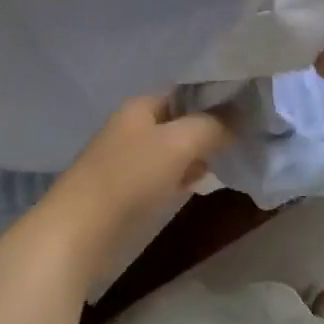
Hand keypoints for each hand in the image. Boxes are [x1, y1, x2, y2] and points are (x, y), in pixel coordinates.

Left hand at [36, 95, 233, 284]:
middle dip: (207, 130)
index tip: (244, 113)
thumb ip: (210, 126)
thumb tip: (235, 121)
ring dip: (195, 155)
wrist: (79, 230)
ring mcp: (126, 159)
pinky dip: (180, 177)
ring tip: (226, 162)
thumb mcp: (178, 143)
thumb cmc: (129, 177)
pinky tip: (196, 185)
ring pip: (171, 150)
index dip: (212, 100)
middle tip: (241, 141)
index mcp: (139, 107)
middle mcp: (131, 127)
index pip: (183, 93)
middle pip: (178, 122)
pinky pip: (161, 175)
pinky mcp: (124, 190)